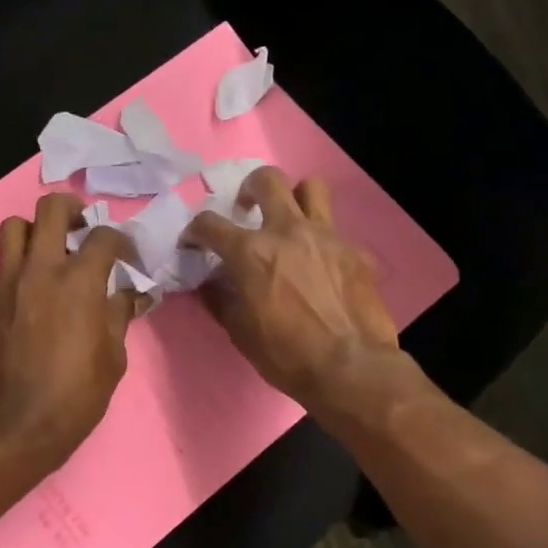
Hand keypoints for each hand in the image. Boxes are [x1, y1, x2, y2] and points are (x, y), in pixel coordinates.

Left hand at [0, 193, 146, 469]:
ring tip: (56, 249)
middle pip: (50, 209)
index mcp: (79, 281)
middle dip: (73, 211)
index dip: (123, 241)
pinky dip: (24, 257)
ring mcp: (12, 282)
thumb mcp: (114, 356)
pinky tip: (44, 283)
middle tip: (86, 230)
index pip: (104, 236)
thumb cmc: (77, 394)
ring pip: (15, 226)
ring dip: (37, 228)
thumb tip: (132, 293)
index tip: (130, 259)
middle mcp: (42, 270)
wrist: (19, 424)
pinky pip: (6, 259)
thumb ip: (120, 315)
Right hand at [183, 168, 401, 412]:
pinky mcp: (355, 250)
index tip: (193, 241)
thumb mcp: (240, 332)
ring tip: (290, 219)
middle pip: (267, 180)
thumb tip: (211, 283)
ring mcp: (326, 236)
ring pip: (311, 187)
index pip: (210, 224)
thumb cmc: (286, 354)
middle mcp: (288, 231)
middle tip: (247, 208)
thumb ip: (221, 299)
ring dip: (296, 197)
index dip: (195, 230)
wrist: (351, 367)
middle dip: (250, 187)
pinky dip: (323, 240)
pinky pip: (337, 230)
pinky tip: (323, 264)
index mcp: (251, 252)